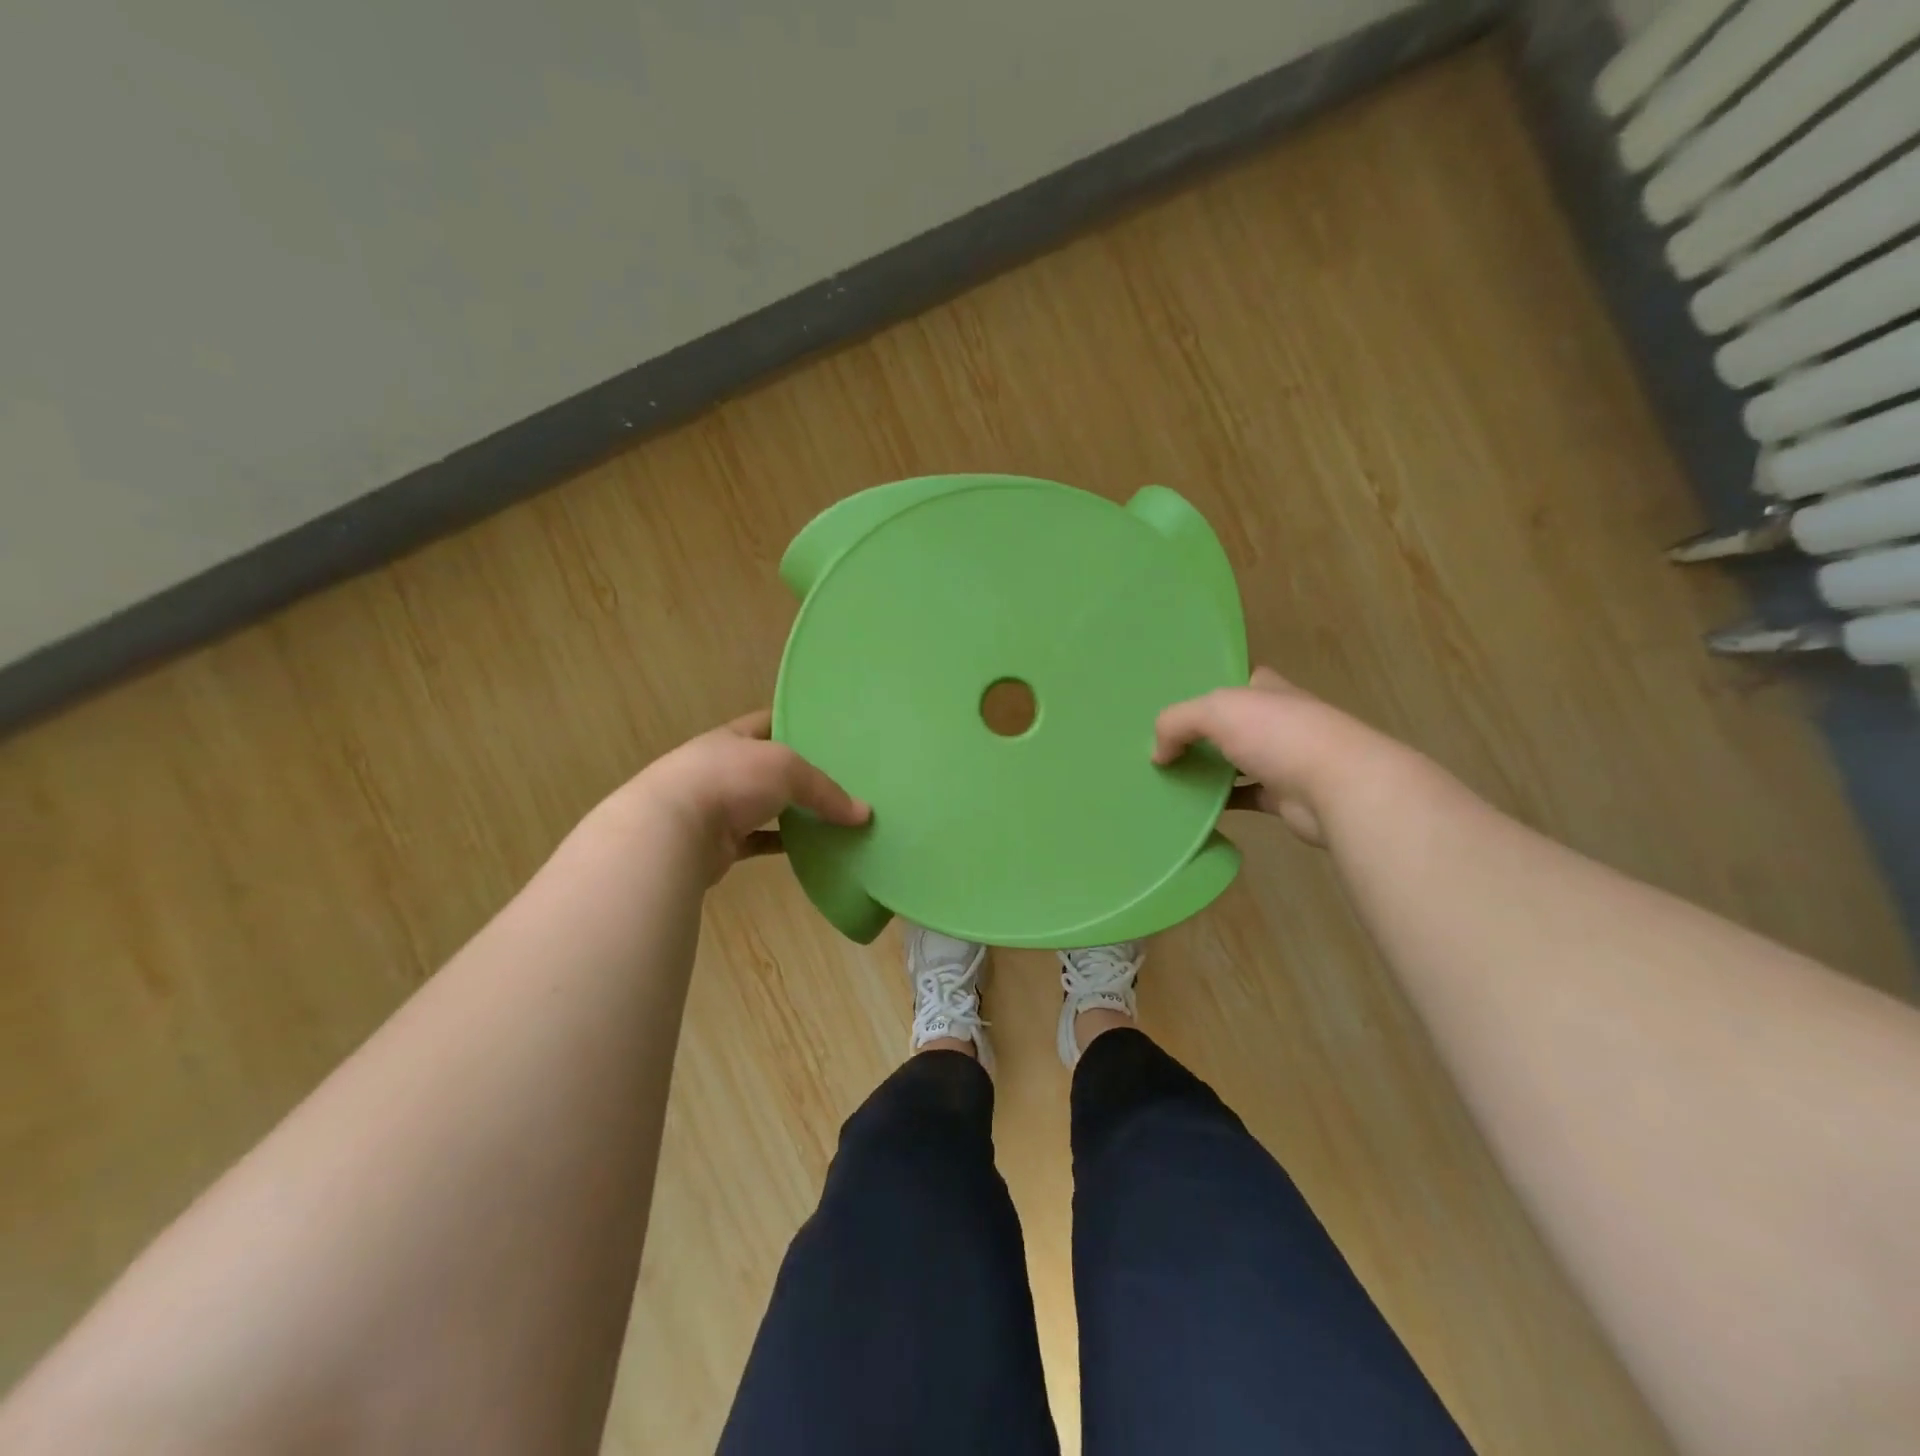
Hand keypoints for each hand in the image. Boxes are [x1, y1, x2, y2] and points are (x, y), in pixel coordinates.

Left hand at [623, 709, 869, 882]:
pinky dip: (784, 844)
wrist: (672, 832)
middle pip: (769, 767)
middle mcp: (724, 768)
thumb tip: (864, 815)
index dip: (797, 723)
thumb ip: (826, 790)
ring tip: (834, 814)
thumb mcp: (787, 769)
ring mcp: (720, 807)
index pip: (769, 722)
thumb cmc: (729, 781)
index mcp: (733, 738)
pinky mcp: (721, 843)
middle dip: (801, 773)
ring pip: (767, 806)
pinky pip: (761, 841)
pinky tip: (812, 849)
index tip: (831, 731)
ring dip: (794, 812)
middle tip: (843, 776)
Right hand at [1153, 667, 1407, 845]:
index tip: (1178, 703)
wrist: (1339, 788)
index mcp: (1268, 690)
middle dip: (1202, 733)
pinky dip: (1220, 803)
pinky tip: (1191, 808)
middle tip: (1162, 744)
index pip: (1237, 682)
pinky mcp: (1284, 797)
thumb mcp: (1217, 711)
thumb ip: (1177, 722)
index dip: (1210, 688)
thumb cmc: (1279, 735)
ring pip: (1236, 762)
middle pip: (1233, 723)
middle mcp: (1279, 721)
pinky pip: (1243, 797)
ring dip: (1209, 770)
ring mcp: (1284, 760)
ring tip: (1168, 776)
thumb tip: (1158, 754)